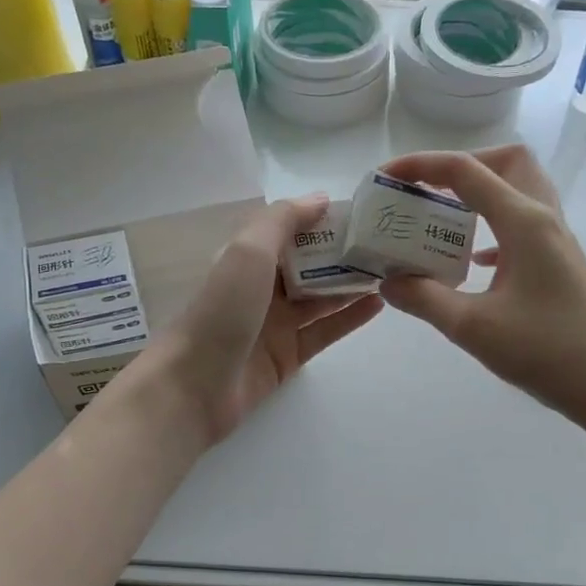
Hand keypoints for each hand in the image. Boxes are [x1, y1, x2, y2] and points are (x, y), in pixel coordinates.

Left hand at [143, 195, 382, 444]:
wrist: (195, 386)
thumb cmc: (221, 309)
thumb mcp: (248, 251)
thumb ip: (284, 220)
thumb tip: (321, 199)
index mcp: (246, 257)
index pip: (291, 231)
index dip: (324, 221)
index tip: (364, 214)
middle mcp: (261, 287)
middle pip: (310, 265)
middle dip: (345, 254)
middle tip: (388, 244)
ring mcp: (275, 324)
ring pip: (321, 298)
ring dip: (352, 284)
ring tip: (391, 272)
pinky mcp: (287, 356)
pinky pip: (324, 331)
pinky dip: (349, 318)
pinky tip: (377, 305)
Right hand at [377, 145, 585, 429]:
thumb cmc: (546, 351)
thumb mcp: (473, 327)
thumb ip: (425, 299)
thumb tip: (388, 281)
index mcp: (524, 222)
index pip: (466, 171)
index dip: (421, 165)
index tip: (385, 177)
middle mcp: (544, 219)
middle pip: (505, 162)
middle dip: (461, 166)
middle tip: (427, 193)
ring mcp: (556, 241)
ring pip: (518, 191)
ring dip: (479, 195)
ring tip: (443, 222)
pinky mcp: (559, 264)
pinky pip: (523, 225)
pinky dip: (492, 228)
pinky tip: (473, 261)